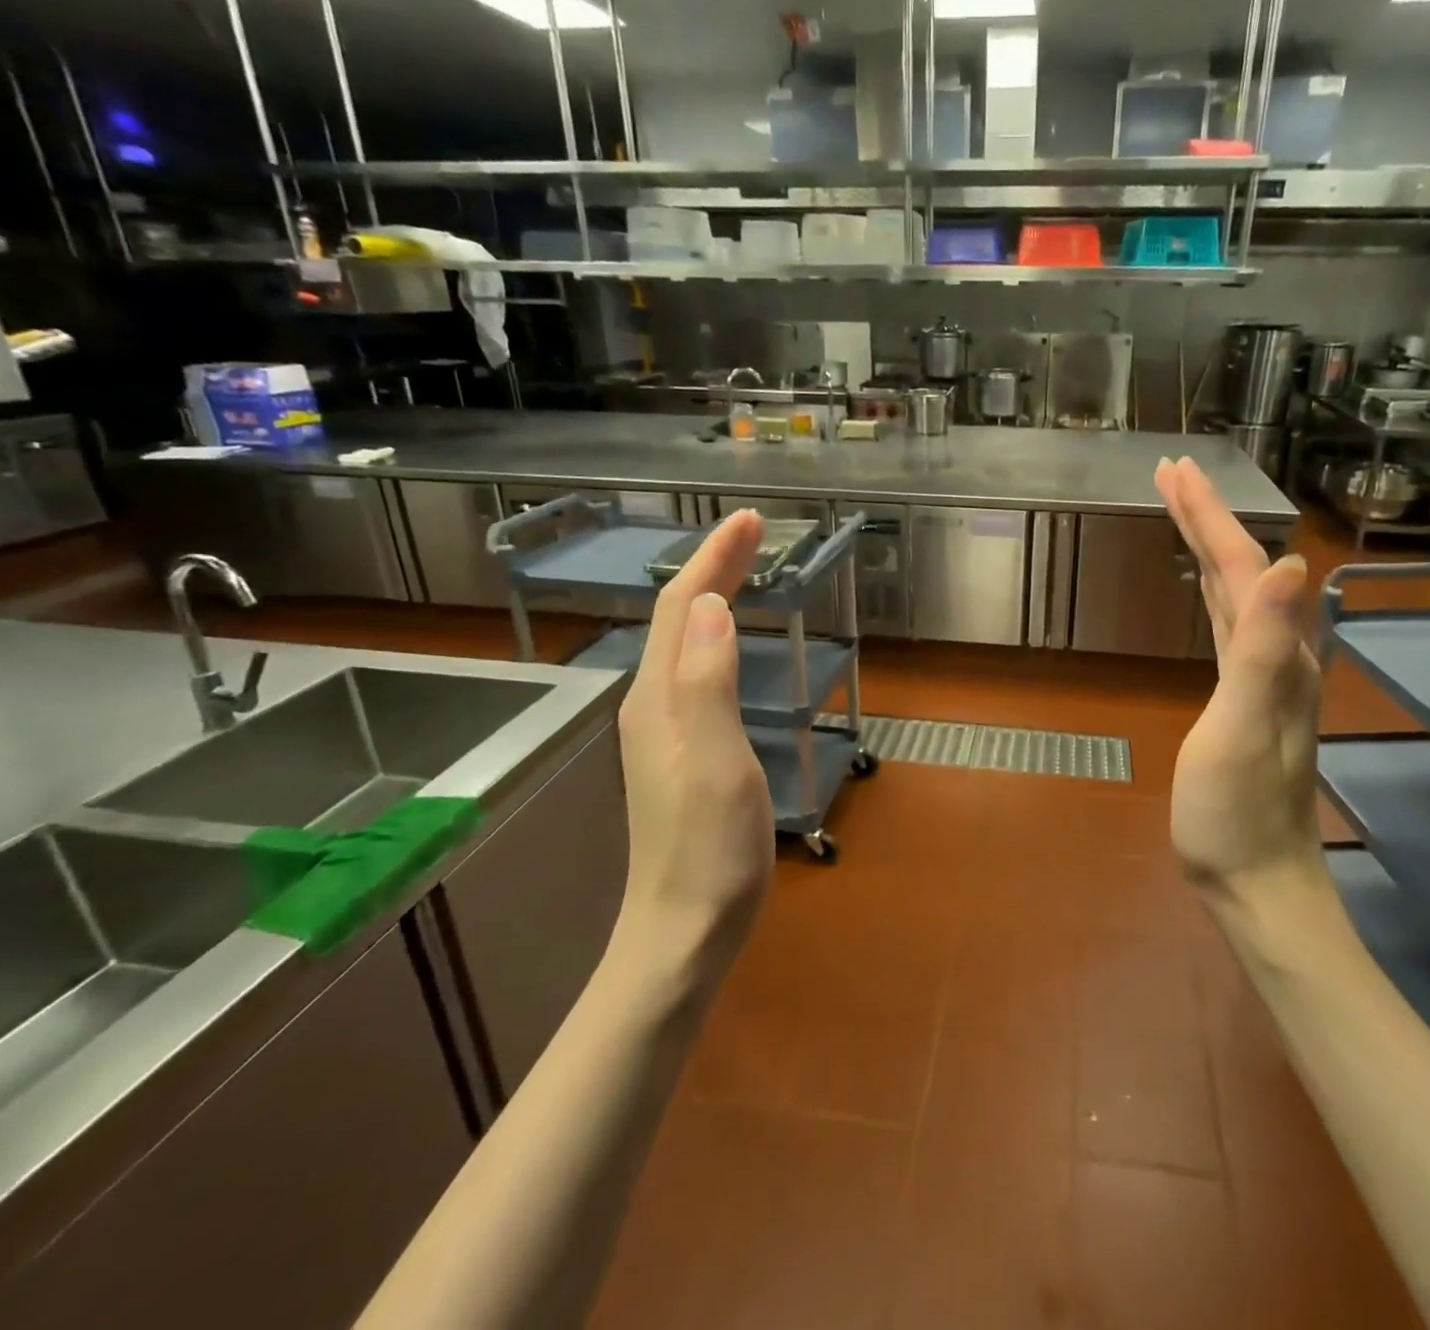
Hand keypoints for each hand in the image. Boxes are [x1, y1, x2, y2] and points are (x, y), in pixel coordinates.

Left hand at [617, 509, 775, 939]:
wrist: (683, 930)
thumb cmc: (708, 848)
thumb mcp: (715, 761)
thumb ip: (708, 682)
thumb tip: (711, 607)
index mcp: (661, 697)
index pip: (683, 607)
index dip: (715, 559)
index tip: (751, 520)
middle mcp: (654, 703)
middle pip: (679, 618)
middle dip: (714, 567)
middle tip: (754, 533)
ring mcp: (664, 729)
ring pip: (685, 642)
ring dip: (713, 596)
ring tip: (744, 570)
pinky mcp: (682, 751)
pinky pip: (696, 670)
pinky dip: (716, 636)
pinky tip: (731, 643)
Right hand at [1155, 457, 1322, 889]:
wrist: (1256, 880)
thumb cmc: (1236, 812)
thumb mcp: (1243, 729)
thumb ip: (1261, 649)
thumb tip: (1291, 564)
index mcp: (1276, 655)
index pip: (1242, 566)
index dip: (1208, 516)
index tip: (1173, 471)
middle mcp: (1277, 655)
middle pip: (1240, 569)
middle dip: (1205, 517)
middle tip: (1170, 474)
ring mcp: (1261, 677)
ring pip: (1234, 593)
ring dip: (1208, 547)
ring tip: (1181, 511)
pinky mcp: (1240, 697)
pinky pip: (1225, 624)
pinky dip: (1211, 590)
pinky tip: (1205, 587)